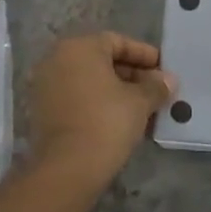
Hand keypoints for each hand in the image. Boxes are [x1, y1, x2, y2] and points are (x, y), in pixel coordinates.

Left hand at [26, 32, 177, 185]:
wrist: (67, 169)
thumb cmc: (106, 122)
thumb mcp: (140, 102)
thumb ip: (155, 86)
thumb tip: (168, 80)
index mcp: (79, 47)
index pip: (117, 42)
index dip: (144, 55)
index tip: (163, 69)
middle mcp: (57, 59)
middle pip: (101, 60)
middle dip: (131, 74)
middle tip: (155, 89)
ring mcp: (45, 85)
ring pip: (88, 80)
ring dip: (115, 90)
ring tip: (142, 107)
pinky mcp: (42, 111)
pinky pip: (76, 97)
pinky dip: (97, 103)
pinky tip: (120, 119)